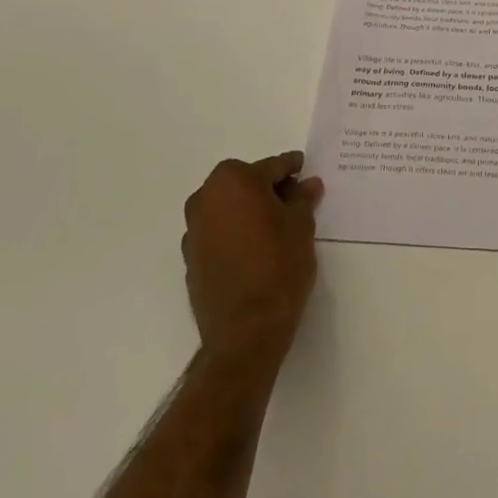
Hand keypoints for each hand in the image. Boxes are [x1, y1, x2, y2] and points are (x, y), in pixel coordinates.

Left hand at [182, 152, 322, 362]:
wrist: (246, 330)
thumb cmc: (279, 266)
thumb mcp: (301, 226)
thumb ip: (302, 199)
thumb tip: (307, 184)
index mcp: (234, 181)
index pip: (271, 167)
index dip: (291, 168)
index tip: (304, 168)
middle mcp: (207, 198)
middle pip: (244, 183)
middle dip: (267, 188)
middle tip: (293, 199)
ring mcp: (194, 230)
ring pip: (228, 207)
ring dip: (248, 210)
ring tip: (275, 226)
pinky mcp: (190, 258)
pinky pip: (217, 232)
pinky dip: (235, 232)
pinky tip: (255, 248)